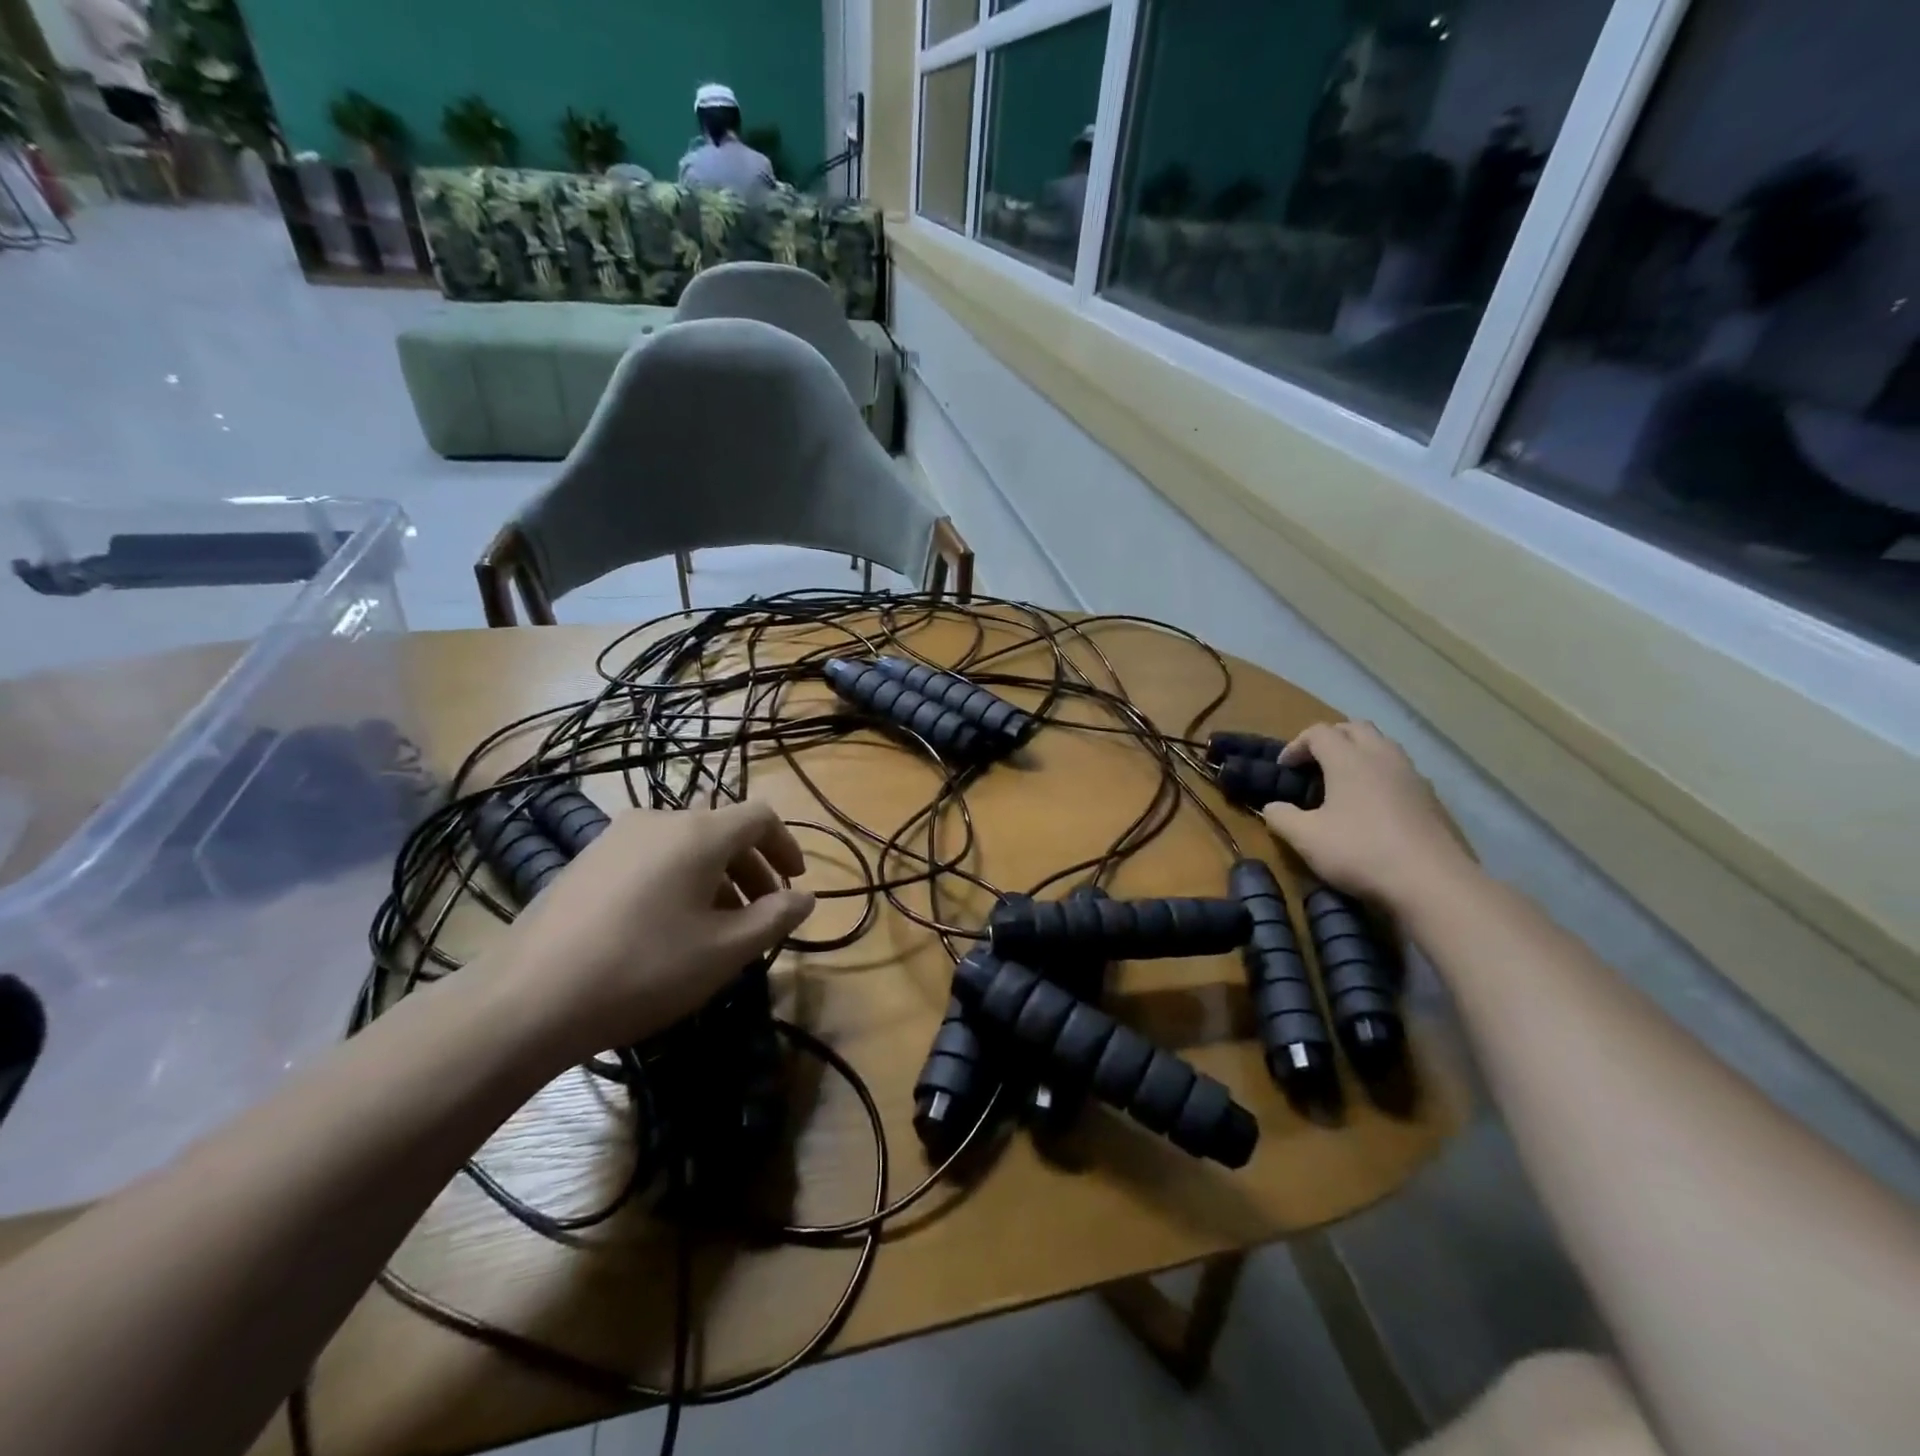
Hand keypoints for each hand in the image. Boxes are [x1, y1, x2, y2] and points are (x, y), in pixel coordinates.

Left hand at [486, 800, 813, 1061]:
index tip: (795, 882)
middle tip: (761, 913)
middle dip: (752, 868)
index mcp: (699, 833)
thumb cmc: (644, 969)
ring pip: (685, 845)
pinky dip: (677, 879)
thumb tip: (804, 897)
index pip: (760, 816)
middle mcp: (659, 820)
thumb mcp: (725, 951)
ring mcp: (616, 837)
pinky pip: (650, 857)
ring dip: (715, 876)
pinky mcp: (585, 860)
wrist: (527, 999)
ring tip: (715, 925)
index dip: (786, 845)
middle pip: (722, 830)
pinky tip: (665, 926)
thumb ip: (775, 918)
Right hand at [1260, 722, 1471, 911]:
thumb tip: (1272, 807)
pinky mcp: (1430, 797)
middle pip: (1354, 727)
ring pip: (1382, 744)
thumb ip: (1281, 817)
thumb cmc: (1361, 852)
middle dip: (1330, 739)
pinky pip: (1399, 769)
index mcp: (1349, 759)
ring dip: (1358, 752)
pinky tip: (1372, 803)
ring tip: (1342, 780)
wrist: (1432, 882)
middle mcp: (1381, 756)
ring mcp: (1411, 775)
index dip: (1296, 745)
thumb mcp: (1306, 839)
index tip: (1284, 769)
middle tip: (1313, 764)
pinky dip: (1379, 773)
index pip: (1318, 732)